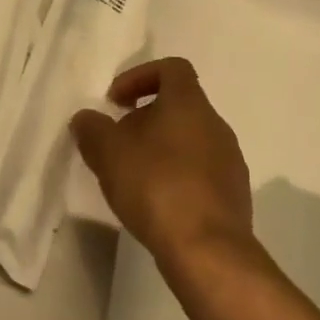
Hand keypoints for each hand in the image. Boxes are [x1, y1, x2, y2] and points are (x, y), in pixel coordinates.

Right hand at [70, 57, 252, 264]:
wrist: (209, 251)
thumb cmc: (157, 186)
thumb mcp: (109, 153)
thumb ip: (92, 129)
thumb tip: (85, 118)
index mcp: (189, 103)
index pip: (172, 68)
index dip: (140, 76)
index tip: (116, 101)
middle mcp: (216, 124)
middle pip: (179, 106)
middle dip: (145, 119)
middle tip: (118, 143)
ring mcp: (230, 161)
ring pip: (190, 141)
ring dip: (161, 149)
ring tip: (134, 177)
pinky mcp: (234, 196)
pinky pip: (201, 173)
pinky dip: (178, 177)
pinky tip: (158, 204)